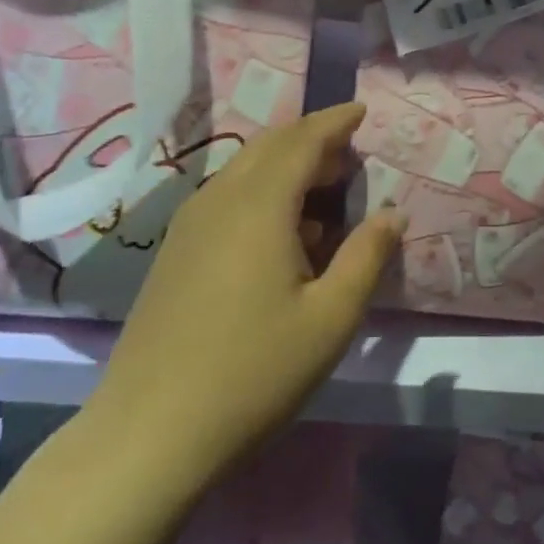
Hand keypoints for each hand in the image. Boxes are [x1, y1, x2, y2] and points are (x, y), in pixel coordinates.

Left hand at [87, 103, 404, 478]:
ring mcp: (189, 226)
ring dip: (286, 167)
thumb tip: (393, 214)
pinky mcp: (174, 253)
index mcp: (259, 207)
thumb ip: (367, 257)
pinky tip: (283, 236)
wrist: (150, 432)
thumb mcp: (331, 319)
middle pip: (269, 147)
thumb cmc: (254, 373)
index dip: (335, 122)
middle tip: (350, 154)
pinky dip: (262, 194)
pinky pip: (226, 199)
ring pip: (244, 172)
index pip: (302, 141)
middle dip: (312, 140)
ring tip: (324, 193)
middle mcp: (219, 201)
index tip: (362, 111)